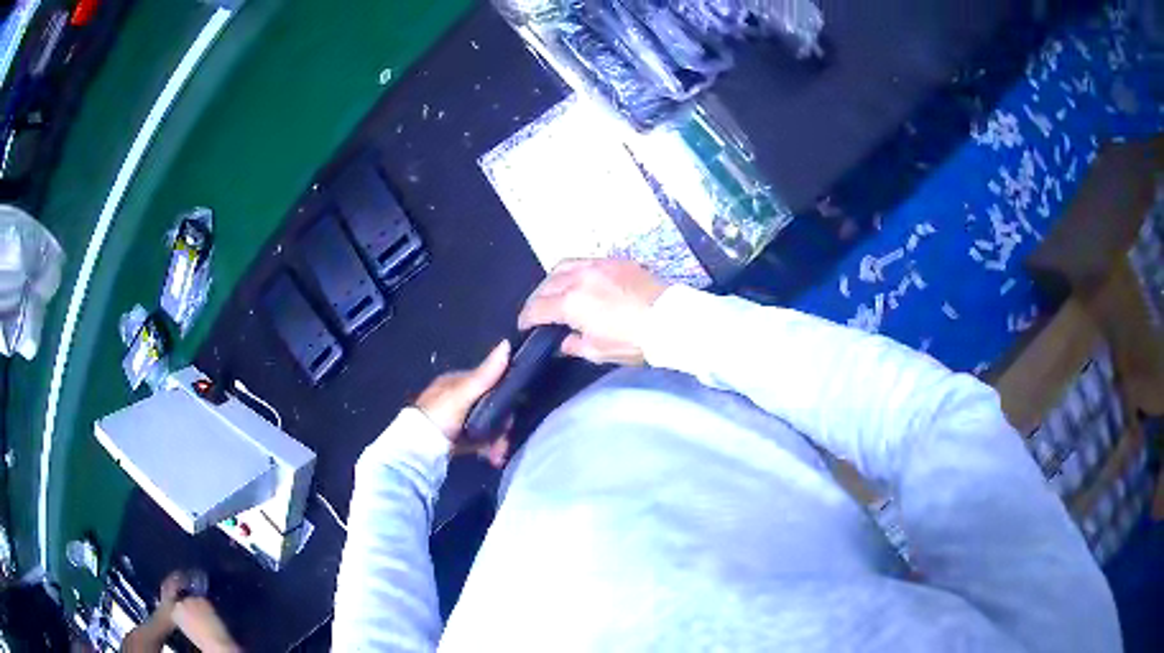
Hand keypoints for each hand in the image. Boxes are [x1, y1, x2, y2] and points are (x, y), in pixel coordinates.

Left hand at [415, 341, 511, 466]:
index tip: (514, 413)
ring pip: (487, 426)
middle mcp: (457, 399)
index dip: (505, 396)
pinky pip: (480, 440)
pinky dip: (488, 448)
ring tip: (498, 456)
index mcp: (456, 382)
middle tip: (504, 443)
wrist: (418, 449)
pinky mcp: (456, 439)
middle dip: (501, 427)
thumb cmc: (440, 415)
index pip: (489, 382)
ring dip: (497, 441)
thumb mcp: (463, 393)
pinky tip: (492, 458)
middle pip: (490, 408)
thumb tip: (507, 344)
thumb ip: (486, 374)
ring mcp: (457, 420)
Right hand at [518, 259, 667, 365]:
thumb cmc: (634, 341)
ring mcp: (598, 265)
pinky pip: (584, 261)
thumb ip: (574, 345)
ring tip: (554, 292)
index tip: (524, 326)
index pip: (538, 308)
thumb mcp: (599, 351)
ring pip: (563, 266)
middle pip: (546, 284)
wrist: (670, 321)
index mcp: (571, 302)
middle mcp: (579, 278)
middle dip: (537, 299)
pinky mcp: (615, 261)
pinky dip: (573, 271)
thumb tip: (563, 342)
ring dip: (552, 280)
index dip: (526, 318)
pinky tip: (578, 281)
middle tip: (537, 312)